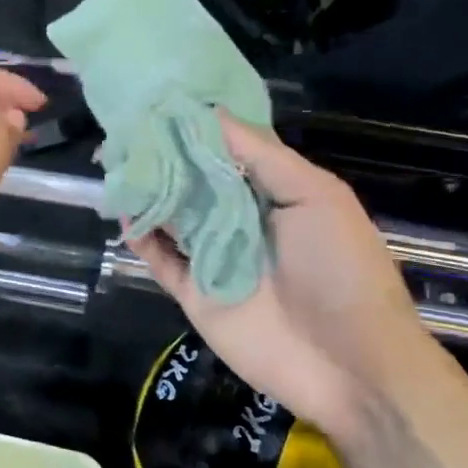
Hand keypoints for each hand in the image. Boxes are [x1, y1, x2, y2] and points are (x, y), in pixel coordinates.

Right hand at [126, 112, 426, 435]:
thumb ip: (262, 155)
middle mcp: (240, 218)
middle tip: (124, 130)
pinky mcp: (196, 293)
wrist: (352, 365)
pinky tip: (123, 214)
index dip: (195, 126)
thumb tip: (210, 112)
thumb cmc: (342, 269)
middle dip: (162, 156)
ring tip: (115, 163)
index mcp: (271, 192)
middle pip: (192, 180)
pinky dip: (142, 238)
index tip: (159, 101)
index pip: (225, 149)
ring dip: (147, 191)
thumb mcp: (316, 197)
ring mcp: (215, 256)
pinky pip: (161, 260)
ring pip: (171, 216)